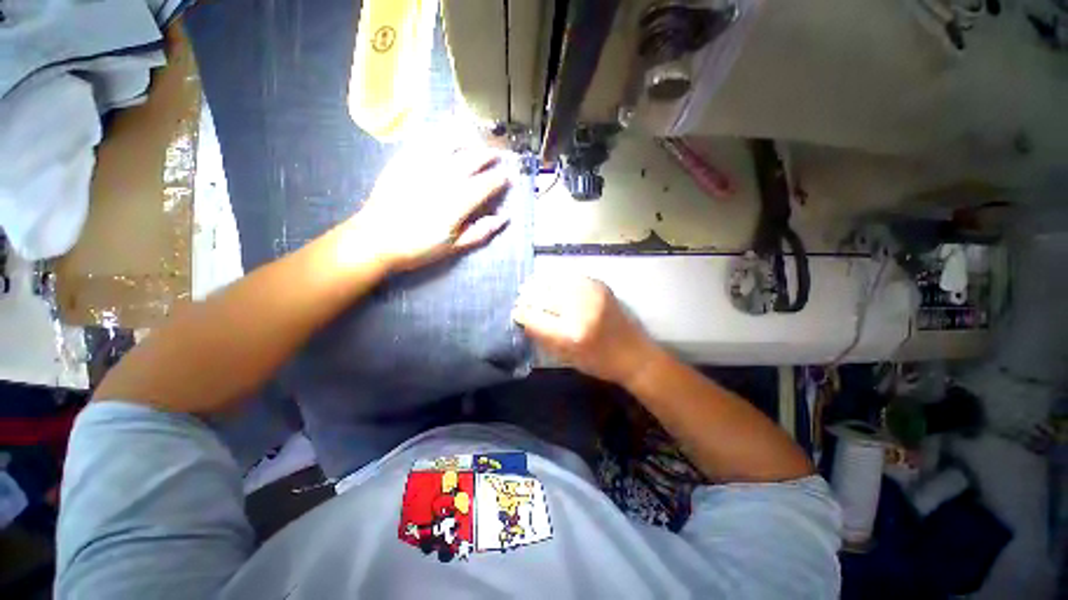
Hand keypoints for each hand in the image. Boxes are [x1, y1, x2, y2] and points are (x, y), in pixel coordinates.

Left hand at [350, 146, 510, 271]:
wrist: (375, 240)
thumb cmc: (418, 248)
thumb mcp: (453, 247)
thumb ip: (480, 232)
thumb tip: (503, 218)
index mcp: (458, 203)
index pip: (486, 185)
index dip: (500, 179)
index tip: (509, 176)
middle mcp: (444, 179)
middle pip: (471, 160)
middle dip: (488, 155)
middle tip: (497, 154)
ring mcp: (422, 166)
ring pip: (450, 143)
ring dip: (468, 137)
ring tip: (478, 133)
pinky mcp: (404, 160)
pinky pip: (425, 140)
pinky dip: (439, 131)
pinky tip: (446, 126)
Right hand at [512, 275, 657, 385]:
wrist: (635, 354)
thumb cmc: (599, 362)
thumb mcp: (567, 358)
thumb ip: (544, 336)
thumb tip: (523, 317)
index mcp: (572, 335)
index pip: (536, 319)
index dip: (523, 313)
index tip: (516, 311)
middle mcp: (582, 310)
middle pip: (545, 295)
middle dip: (530, 295)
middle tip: (522, 296)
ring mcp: (593, 294)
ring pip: (557, 280)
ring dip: (543, 283)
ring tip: (534, 286)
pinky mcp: (601, 286)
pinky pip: (573, 276)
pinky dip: (559, 279)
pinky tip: (554, 283)